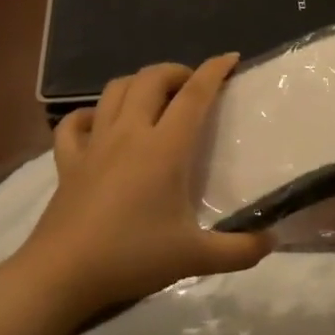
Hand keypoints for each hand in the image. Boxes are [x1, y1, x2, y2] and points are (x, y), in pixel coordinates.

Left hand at [0, 55, 269, 329]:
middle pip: (151, 79)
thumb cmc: (131, 257)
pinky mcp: (68, 161)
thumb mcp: (195, 258)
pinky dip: (90, 113)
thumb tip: (273, 242)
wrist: (61, 275)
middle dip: (176, 71)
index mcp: (164, 148)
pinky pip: (74, 123)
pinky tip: (100, 122)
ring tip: (156, 97)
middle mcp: (129, 134)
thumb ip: (241, 250)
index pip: (194, 95)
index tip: (231, 59)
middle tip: (194, 86)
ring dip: (139, 82)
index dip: (214, 71)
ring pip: (114, 90)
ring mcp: (94, 144)